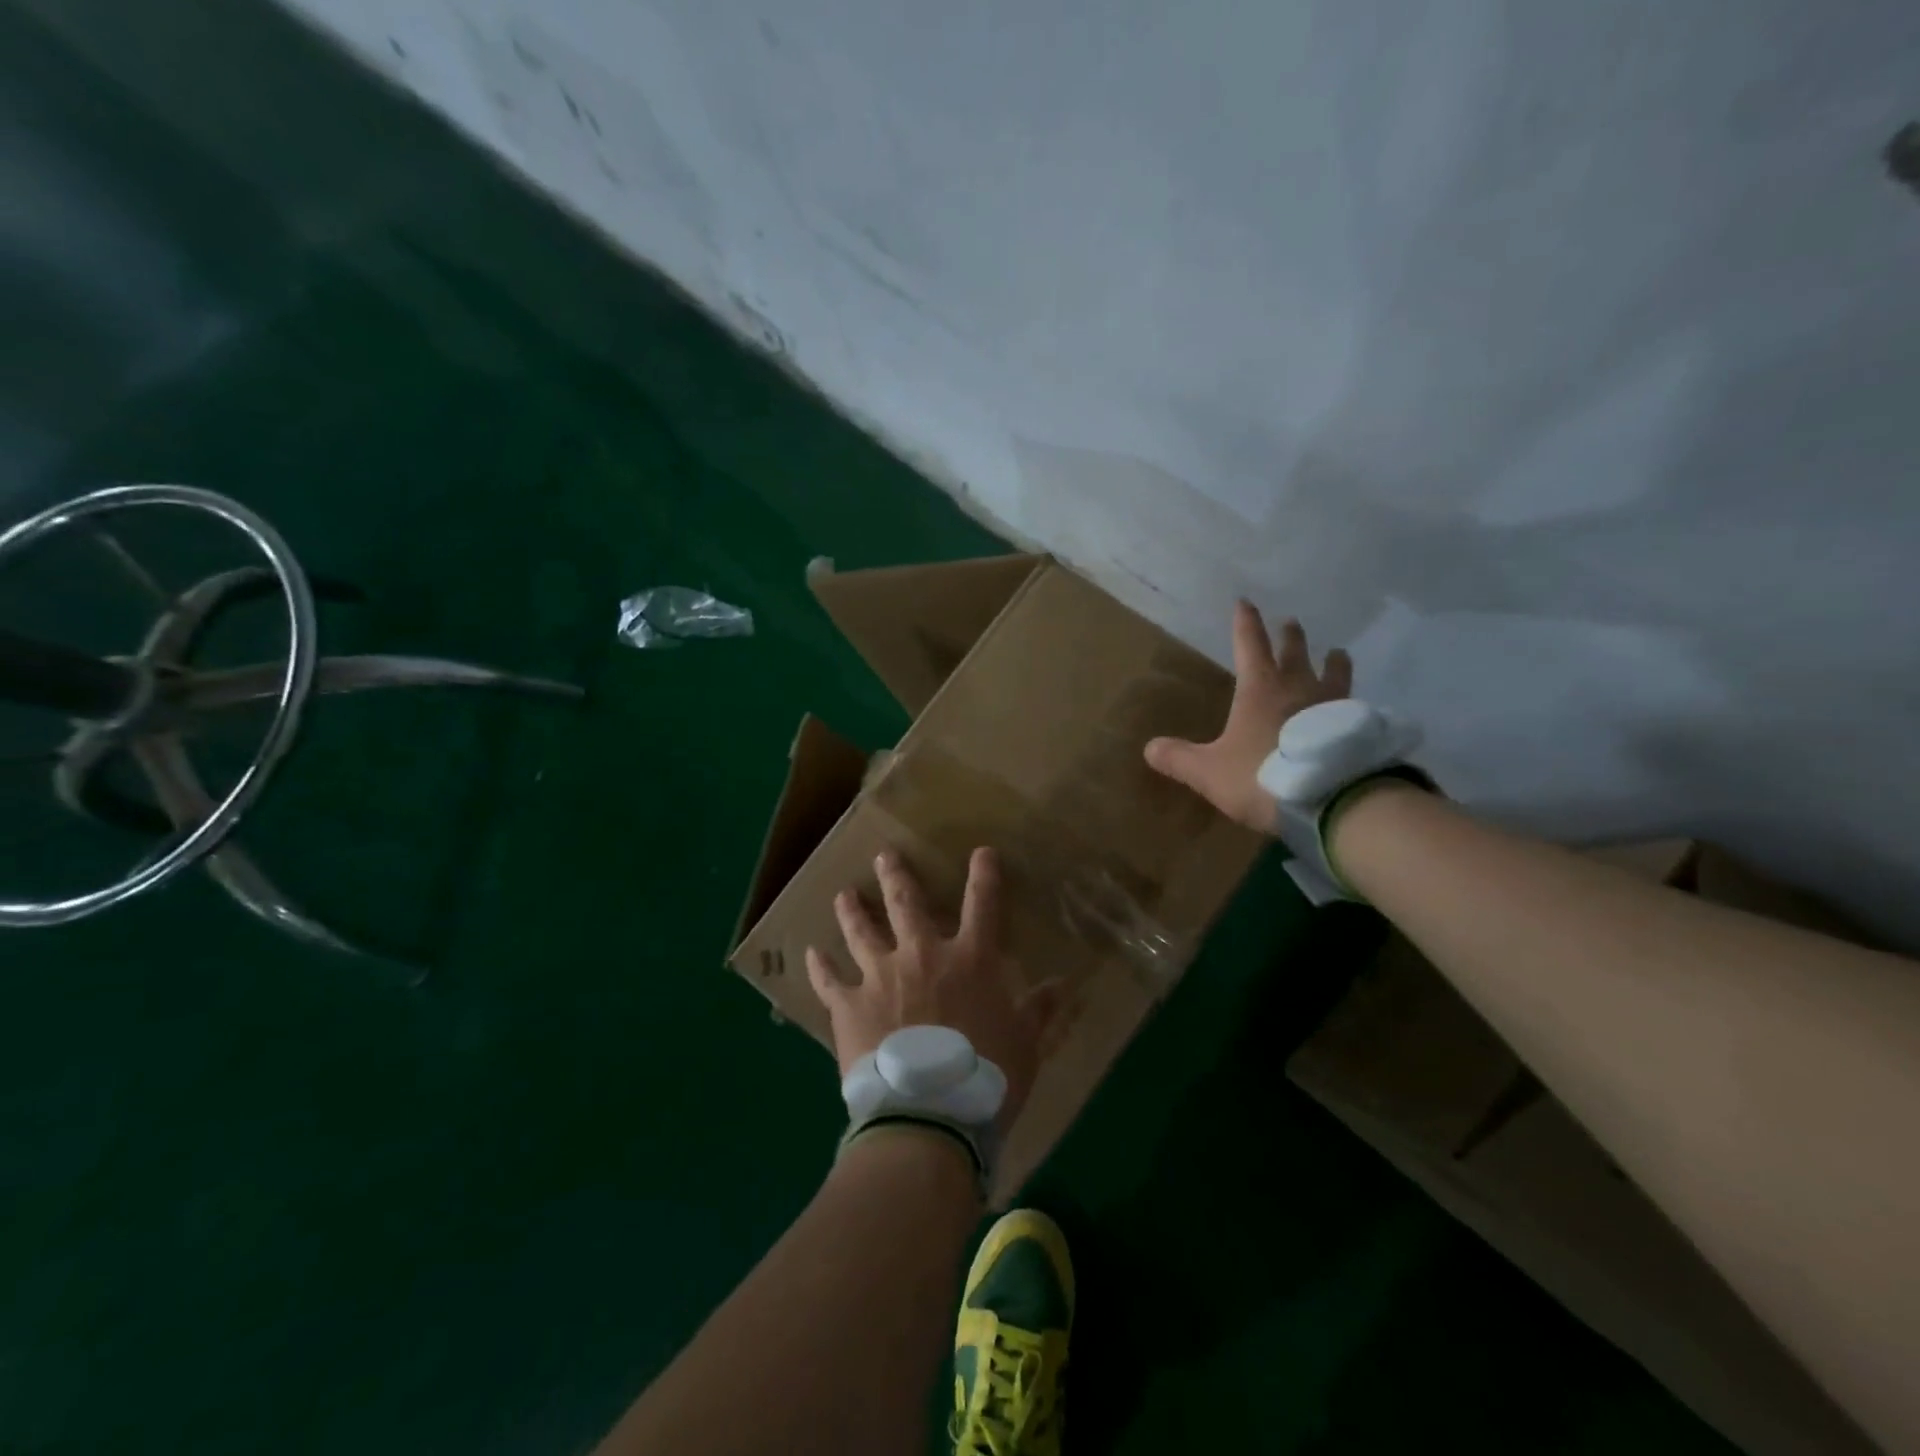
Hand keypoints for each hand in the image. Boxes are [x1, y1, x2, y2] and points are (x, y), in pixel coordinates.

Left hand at [806, 848, 1059, 1131]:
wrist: (927, 1116)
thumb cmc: (985, 1078)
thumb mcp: (1026, 1045)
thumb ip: (1041, 1011)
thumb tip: (1065, 984)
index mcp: (969, 960)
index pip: (983, 904)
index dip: (984, 874)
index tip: (982, 852)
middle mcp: (921, 954)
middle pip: (905, 902)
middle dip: (896, 875)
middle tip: (884, 855)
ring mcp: (880, 976)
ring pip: (860, 930)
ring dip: (851, 909)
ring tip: (843, 894)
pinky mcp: (849, 1005)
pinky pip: (828, 980)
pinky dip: (819, 966)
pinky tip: (810, 954)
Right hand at [1143, 601, 1352, 832]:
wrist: (1331, 799)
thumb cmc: (1262, 776)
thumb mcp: (1209, 772)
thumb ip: (1179, 759)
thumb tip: (1149, 748)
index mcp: (1260, 689)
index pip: (1249, 645)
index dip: (1245, 623)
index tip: (1245, 602)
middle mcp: (1298, 687)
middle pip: (1294, 652)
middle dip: (1289, 637)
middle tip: (1291, 622)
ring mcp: (1333, 706)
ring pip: (1334, 673)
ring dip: (1332, 661)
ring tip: (1337, 653)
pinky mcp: (1356, 728)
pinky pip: (1353, 704)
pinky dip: (1350, 698)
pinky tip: (1355, 705)